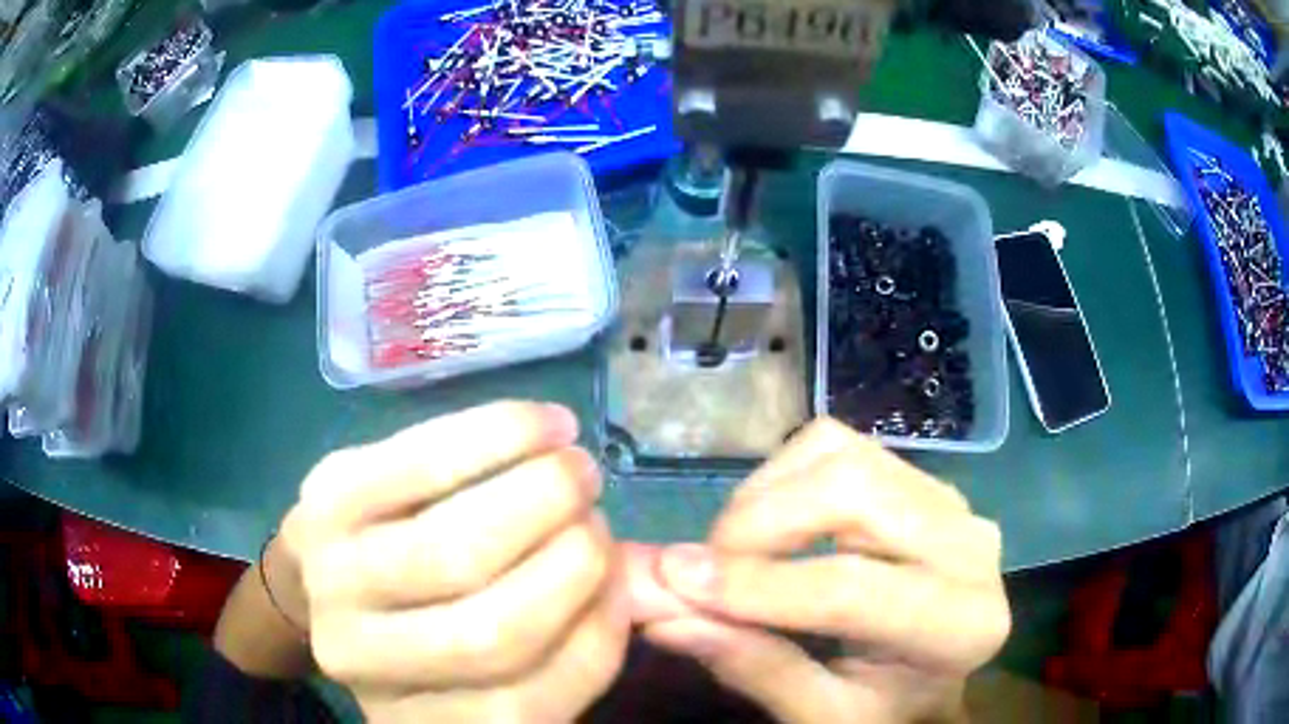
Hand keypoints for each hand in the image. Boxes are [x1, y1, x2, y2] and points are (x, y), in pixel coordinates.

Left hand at [280, 401, 629, 722]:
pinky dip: (494, 436)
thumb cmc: (418, 621)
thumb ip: (553, 641)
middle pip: (490, 630)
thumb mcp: (478, 666)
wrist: (325, 572)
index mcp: (413, 719)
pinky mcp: (323, 497)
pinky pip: (420, 462)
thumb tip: (620, 576)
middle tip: (602, 520)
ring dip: (538, 494)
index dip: (592, 638)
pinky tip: (540, 425)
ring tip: (575, 463)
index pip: (523, 705)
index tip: (621, 581)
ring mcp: (332, 578)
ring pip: (454, 546)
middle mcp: (360, 661)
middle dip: (572, 561)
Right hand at [627, 418, 1010, 723]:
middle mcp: (969, 543)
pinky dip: (784, 476)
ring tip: (735, 552)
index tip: (675, 580)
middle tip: (702, 568)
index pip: (852, 589)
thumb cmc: (881, 706)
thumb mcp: (822, 715)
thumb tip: (664, 615)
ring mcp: (946, 498)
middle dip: (757, 522)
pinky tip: (772, 525)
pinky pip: (840, 446)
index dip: (756, 585)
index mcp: (963, 623)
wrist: (931, 676)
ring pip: (842, 454)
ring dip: (766, 495)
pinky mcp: (918, 476)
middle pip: (853, 490)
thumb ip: (754, 668)